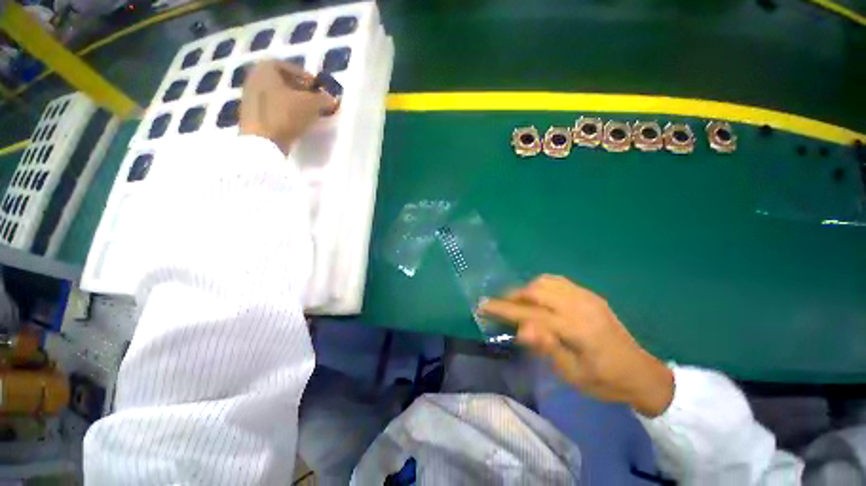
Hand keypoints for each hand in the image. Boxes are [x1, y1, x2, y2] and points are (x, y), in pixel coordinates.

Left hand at [239, 60, 337, 154]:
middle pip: (283, 81)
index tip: (318, 90)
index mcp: (266, 67)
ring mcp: (250, 96)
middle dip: (301, 91)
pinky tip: (295, 122)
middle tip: (315, 102)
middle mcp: (254, 77)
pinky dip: (285, 112)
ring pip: (278, 95)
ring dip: (293, 103)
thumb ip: (324, 98)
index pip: (291, 67)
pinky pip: (272, 108)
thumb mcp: (312, 104)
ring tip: (308, 114)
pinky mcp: (251, 114)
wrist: (263, 141)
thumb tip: (332, 99)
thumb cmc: (286, 114)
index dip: (308, 78)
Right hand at [479, 275, 673, 416]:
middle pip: (535, 291)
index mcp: (574, 328)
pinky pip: (557, 281)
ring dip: (526, 289)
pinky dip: (541, 285)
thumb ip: (547, 347)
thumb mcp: (573, 374)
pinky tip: (538, 296)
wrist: (641, 373)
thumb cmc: (603, 381)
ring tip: (517, 302)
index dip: (502, 309)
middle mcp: (578, 306)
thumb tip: (522, 328)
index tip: (482, 305)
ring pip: (545, 282)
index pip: (529, 313)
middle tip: (499, 305)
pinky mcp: (590, 294)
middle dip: (512, 296)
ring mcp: (585, 297)